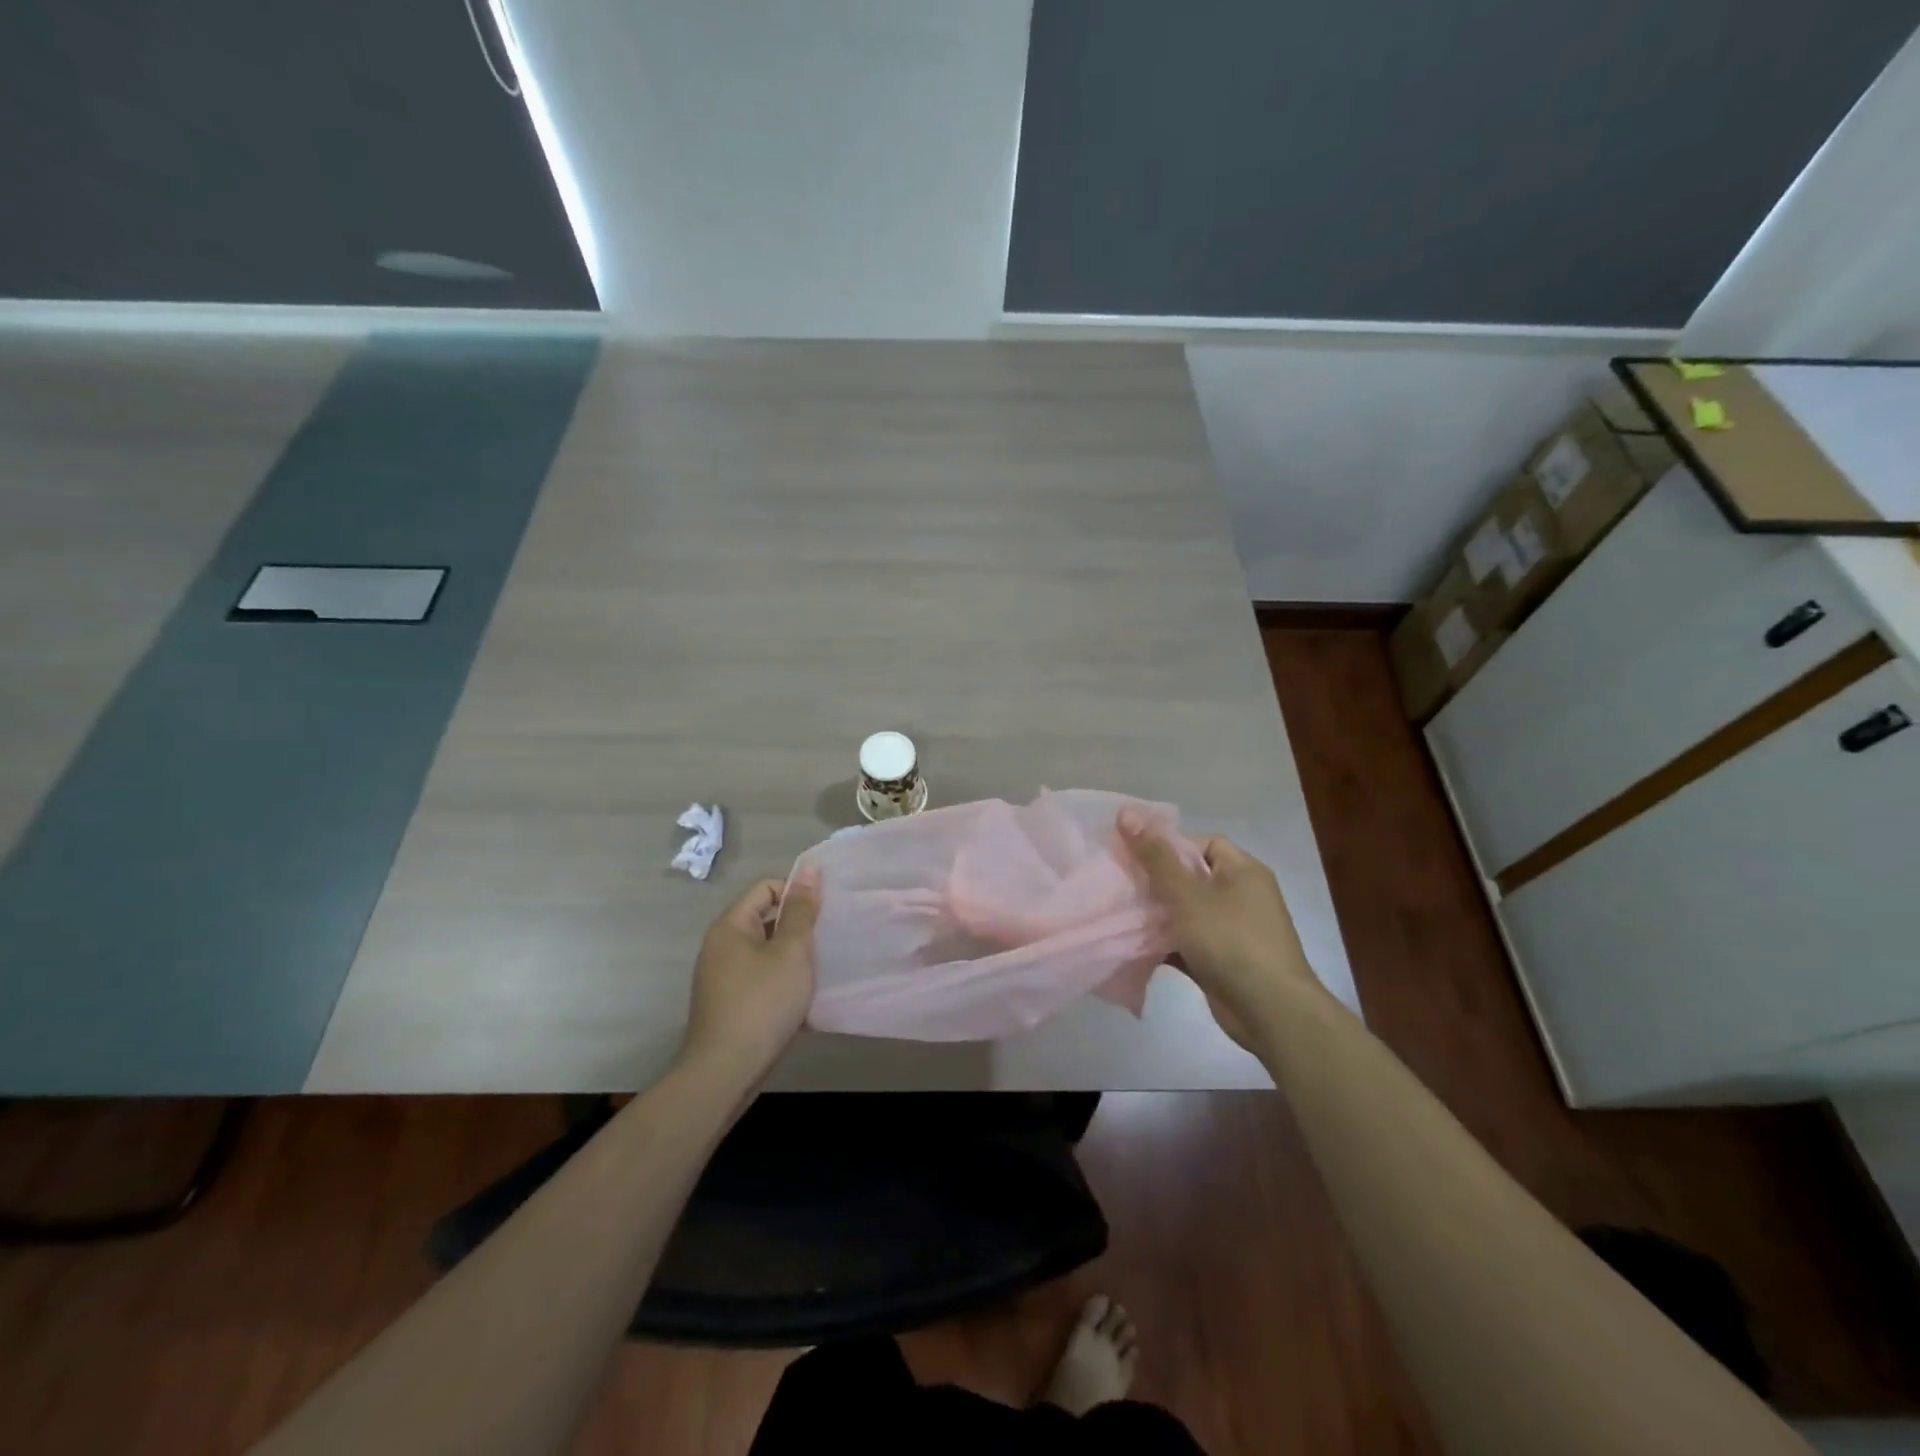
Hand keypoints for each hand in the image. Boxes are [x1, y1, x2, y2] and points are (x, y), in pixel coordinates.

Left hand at [682, 868, 820, 1078]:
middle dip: (799, 928)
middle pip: (766, 920)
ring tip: (822, 968)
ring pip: (766, 954)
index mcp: (730, 927)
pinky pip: (762, 981)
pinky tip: (805, 999)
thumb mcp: (791, 951)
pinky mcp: (730, 1006)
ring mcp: (722, 979)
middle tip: (828, 940)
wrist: (725, 1072)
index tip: (824, 913)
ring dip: (794, 958)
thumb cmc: (762, 1003)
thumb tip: (809, 868)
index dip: (797, 893)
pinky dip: (783, 984)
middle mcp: (720, 947)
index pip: (766, 889)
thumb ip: (802, 910)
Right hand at [1118, 811, 1322, 1046]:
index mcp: (1243, 870)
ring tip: (1122, 914)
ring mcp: (1234, 931)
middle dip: (1156, 882)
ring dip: (1158, 915)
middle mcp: (1242, 896)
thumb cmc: (1230, 940)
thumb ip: (1155, 856)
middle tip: (1122, 886)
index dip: (1170, 847)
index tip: (1138, 859)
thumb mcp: (1187, 894)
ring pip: (1187, 912)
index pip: (1204, 843)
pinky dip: (1166, 944)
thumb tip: (1126, 812)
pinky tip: (1136, 946)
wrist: (1269, 1010)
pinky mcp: (1224, 961)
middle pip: (1192, 878)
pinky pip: (1189, 942)